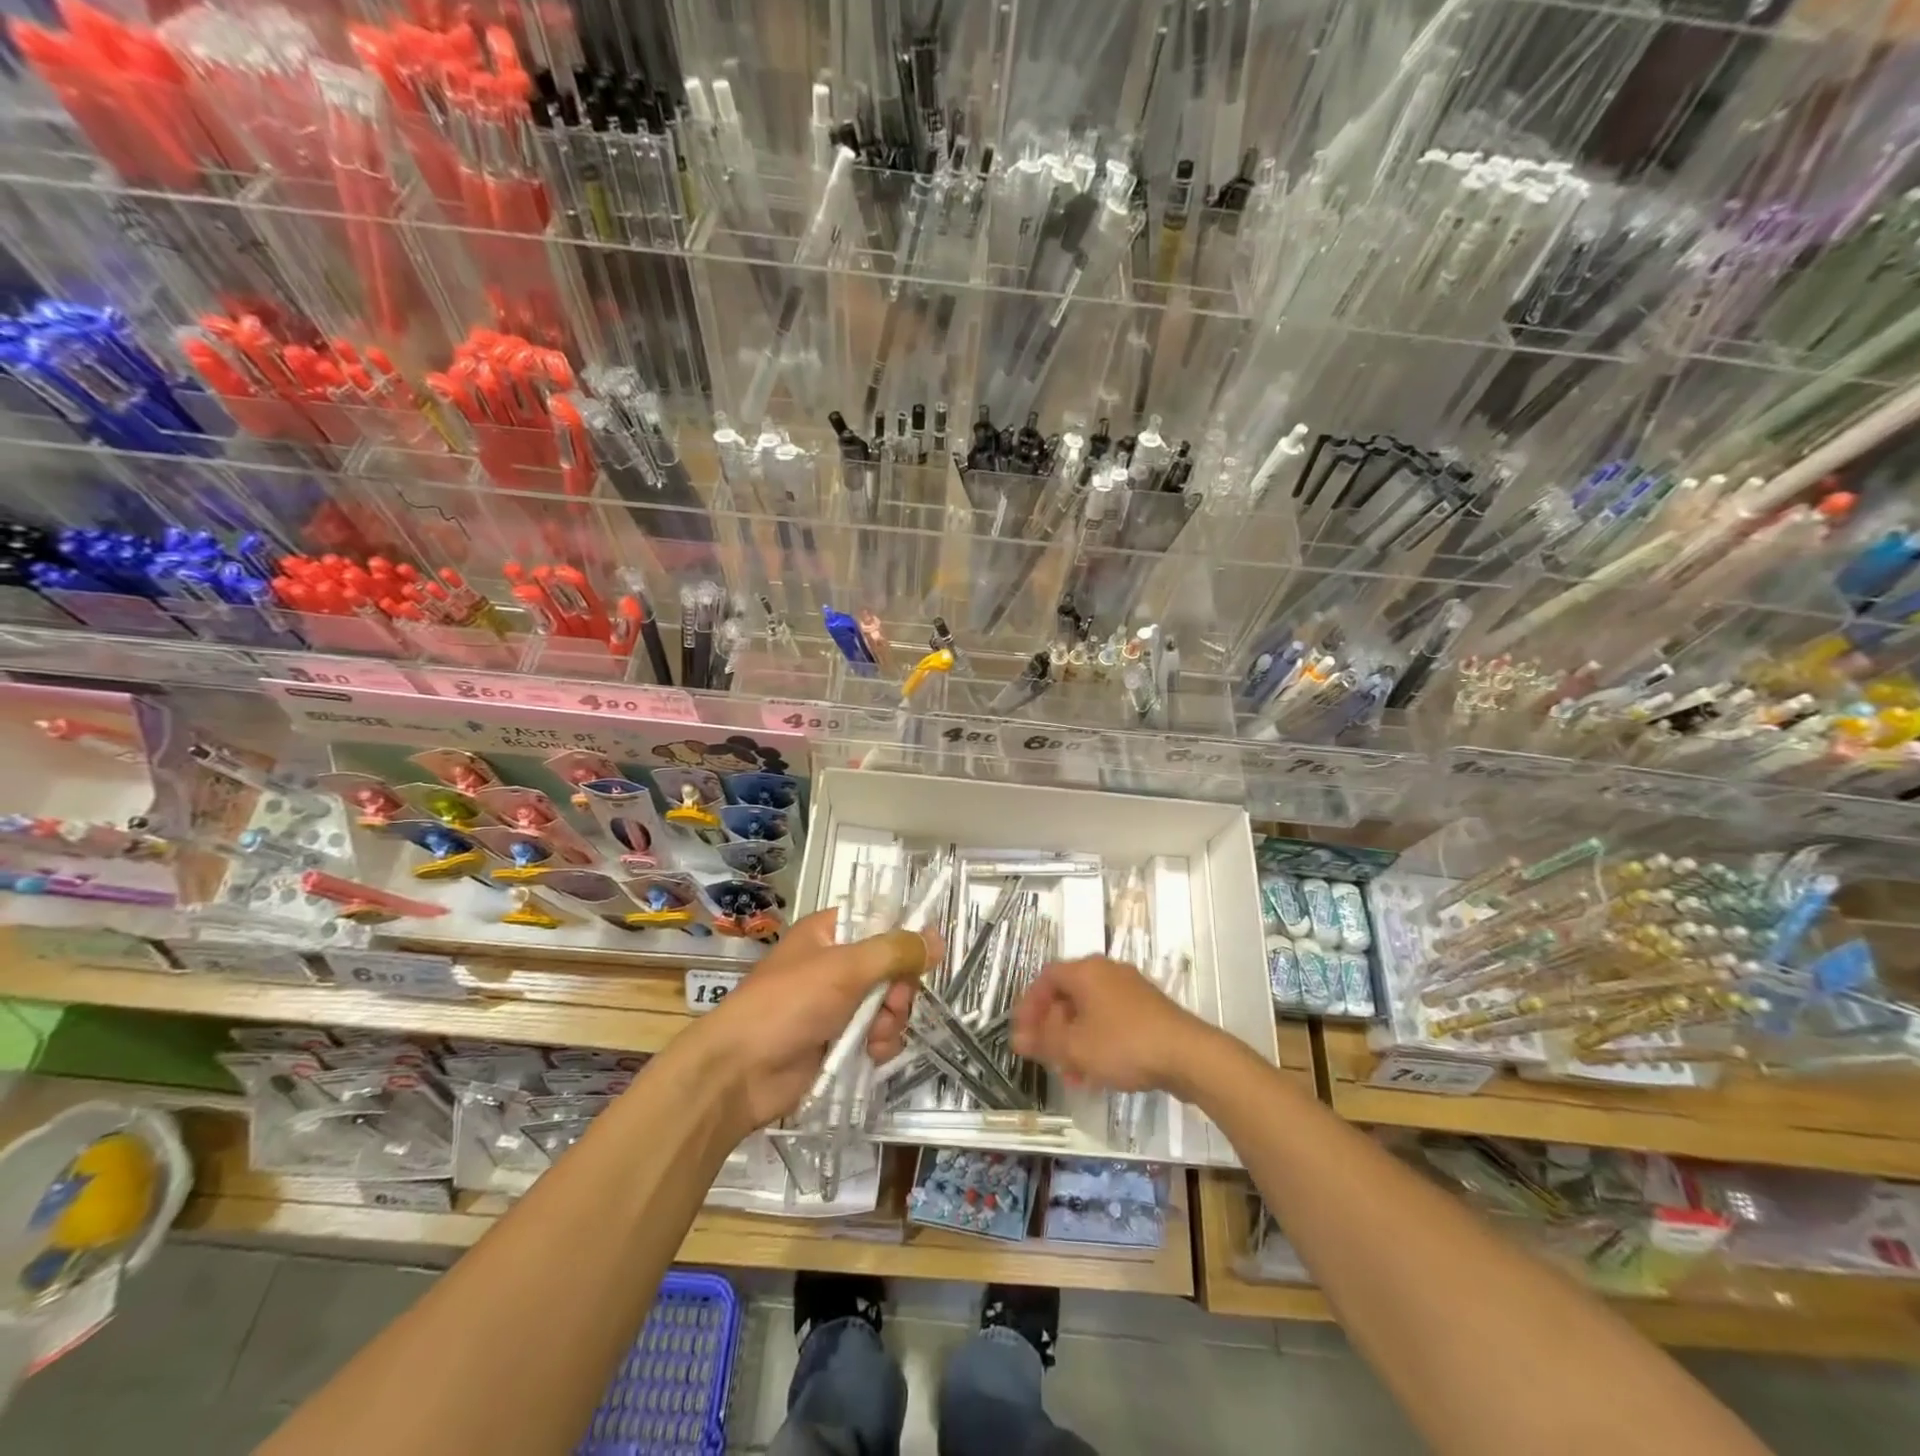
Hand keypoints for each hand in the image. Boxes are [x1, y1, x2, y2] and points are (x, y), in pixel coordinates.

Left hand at [695, 908, 937, 1134]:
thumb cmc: (789, 1004)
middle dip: (898, 989)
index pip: (879, 922)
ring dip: (891, 1020)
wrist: (740, 1072)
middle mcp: (835, 964)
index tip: (925, 956)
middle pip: (891, 967)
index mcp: (829, 933)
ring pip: (888, 1003)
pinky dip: (880, 1044)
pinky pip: (877, 1034)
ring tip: (874, 1036)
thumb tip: (936, 938)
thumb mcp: (845, 968)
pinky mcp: (838, 1041)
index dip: (904, 937)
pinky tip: (871, 1054)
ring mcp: (836, 1004)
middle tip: (891, 1004)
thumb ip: (894, 952)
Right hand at [1011, 956, 1216, 1097]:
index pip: (1046, 978)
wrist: (1188, 1055)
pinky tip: (1097, 1074)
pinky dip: (1097, 1042)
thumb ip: (1043, 1041)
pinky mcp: (1149, 1010)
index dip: (1029, 1005)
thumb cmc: (1122, 1044)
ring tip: (1071, 1075)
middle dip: (1052, 1028)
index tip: (1022, 1033)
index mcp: (1086, 971)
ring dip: (1074, 1040)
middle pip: (1068, 995)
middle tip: (1044, 1056)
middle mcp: (1107, 972)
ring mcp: (1131, 989)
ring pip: (1090, 1012)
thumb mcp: (1074, 1047)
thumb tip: (1018, 1038)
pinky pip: (1111, 1021)